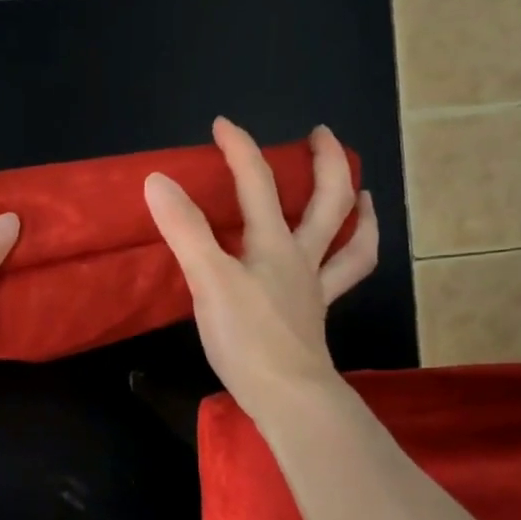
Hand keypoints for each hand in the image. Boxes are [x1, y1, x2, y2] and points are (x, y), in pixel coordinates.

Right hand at [145, 118, 378, 421]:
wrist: (286, 394)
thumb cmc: (247, 337)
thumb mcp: (208, 280)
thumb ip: (184, 230)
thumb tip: (157, 181)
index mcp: (273, 244)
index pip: (257, 183)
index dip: (240, 149)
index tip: (222, 124)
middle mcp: (301, 258)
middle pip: (329, 201)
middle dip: (326, 162)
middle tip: (321, 135)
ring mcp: (314, 288)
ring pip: (351, 241)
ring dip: (360, 211)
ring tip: (363, 192)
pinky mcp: (314, 316)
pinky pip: (343, 280)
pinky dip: (354, 258)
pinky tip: (345, 256)